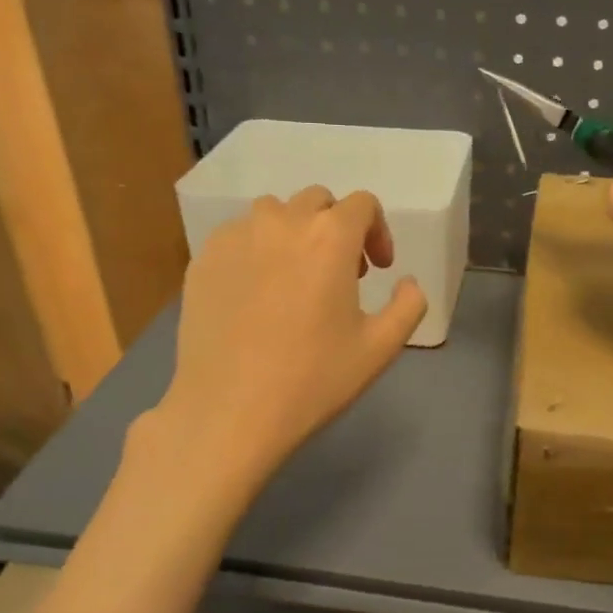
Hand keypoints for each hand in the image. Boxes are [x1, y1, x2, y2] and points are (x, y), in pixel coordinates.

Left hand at [155, 187, 426, 475]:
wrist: (229, 411)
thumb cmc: (313, 379)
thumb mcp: (380, 348)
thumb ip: (409, 305)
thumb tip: (407, 283)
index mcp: (330, 236)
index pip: (363, 204)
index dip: (378, 232)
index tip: (378, 270)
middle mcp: (281, 222)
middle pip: (317, 202)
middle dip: (337, 228)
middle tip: (341, 274)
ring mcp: (235, 237)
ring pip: (273, 214)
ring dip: (294, 234)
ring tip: (295, 278)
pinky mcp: (202, 259)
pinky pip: (238, 237)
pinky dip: (256, 250)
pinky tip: (256, 294)